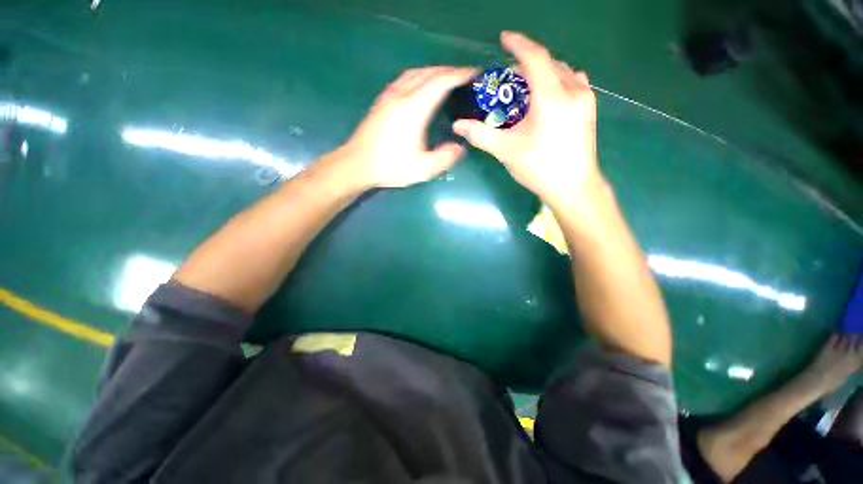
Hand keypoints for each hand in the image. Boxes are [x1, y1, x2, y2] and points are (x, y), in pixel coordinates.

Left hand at [334, 66, 476, 188]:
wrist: (357, 164)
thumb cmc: (390, 166)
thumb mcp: (422, 169)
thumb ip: (445, 158)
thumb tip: (460, 147)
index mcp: (414, 109)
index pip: (440, 82)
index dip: (459, 74)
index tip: (474, 72)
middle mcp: (401, 96)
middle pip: (428, 73)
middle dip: (449, 71)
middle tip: (463, 76)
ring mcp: (389, 97)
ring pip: (414, 73)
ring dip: (433, 71)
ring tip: (445, 78)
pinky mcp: (381, 102)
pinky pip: (403, 79)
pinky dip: (418, 77)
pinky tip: (419, 86)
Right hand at [453, 32, 601, 208]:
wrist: (573, 187)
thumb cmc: (539, 168)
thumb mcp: (506, 151)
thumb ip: (481, 135)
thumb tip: (458, 125)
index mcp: (552, 97)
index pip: (535, 58)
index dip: (518, 44)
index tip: (504, 38)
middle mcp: (573, 90)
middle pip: (548, 63)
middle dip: (526, 64)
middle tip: (507, 79)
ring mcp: (585, 99)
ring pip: (563, 71)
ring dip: (542, 72)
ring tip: (525, 87)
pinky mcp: (589, 109)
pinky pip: (574, 82)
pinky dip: (557, 81)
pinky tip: (548, 95)